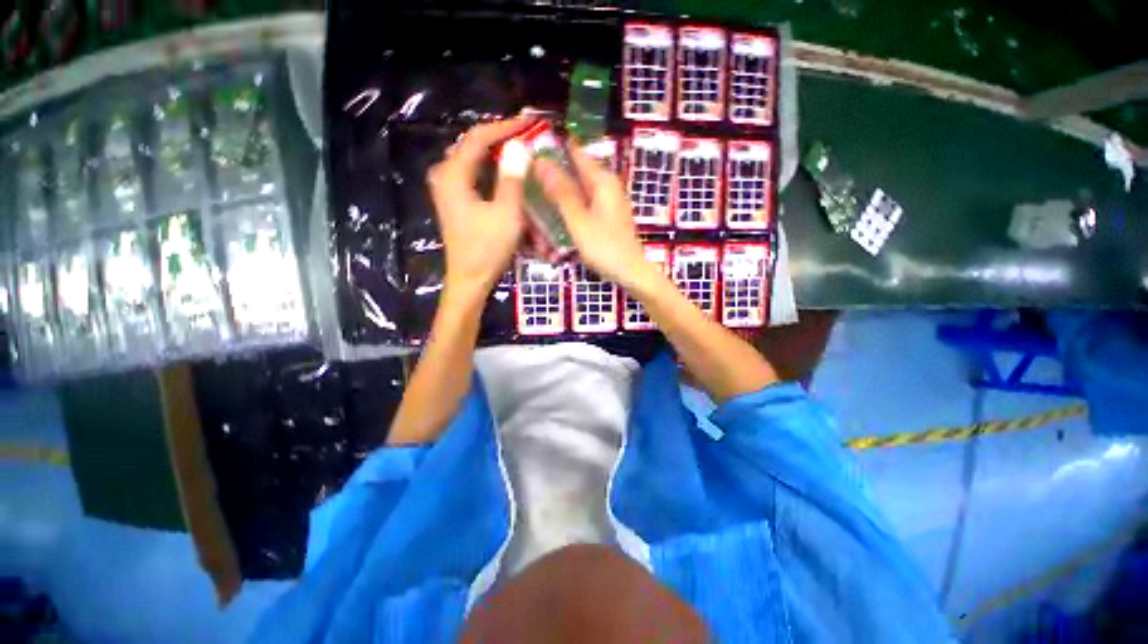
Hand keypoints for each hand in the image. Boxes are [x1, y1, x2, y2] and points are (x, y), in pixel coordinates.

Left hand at [427, 115, 534, 294]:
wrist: (470, 279)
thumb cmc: (488, 248)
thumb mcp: (507, 213)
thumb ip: (512, 178)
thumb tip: (520, 147)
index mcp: (454, 175)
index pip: (478, 138)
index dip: (504, 127)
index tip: (528, 123)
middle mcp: (445, 176)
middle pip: (471, 146)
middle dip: (498, 138)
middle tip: (525, 135)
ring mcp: (447, 190)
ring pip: (471, 160)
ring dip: (493, 153)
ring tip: (517, 149)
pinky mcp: (453, 202)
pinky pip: (471, 175)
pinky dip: (488, 170)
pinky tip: (503, 173)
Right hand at [533, 143, 651, 287]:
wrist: (630, 271)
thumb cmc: (604, 246)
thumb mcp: (578, 220)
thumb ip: (560, 192)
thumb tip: (540, 161)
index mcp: (602, 180)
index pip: (575, 153)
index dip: (554, 151)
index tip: (531, 155)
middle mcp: (607, 185)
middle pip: (577, 172)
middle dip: (555, 176)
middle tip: (529, 182)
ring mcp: (609, 201)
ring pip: (580, 189)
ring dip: (561, 194)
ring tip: (539, 200)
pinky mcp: (608, 215)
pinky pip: (585, 203)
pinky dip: (571, 207)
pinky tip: (559, 216)